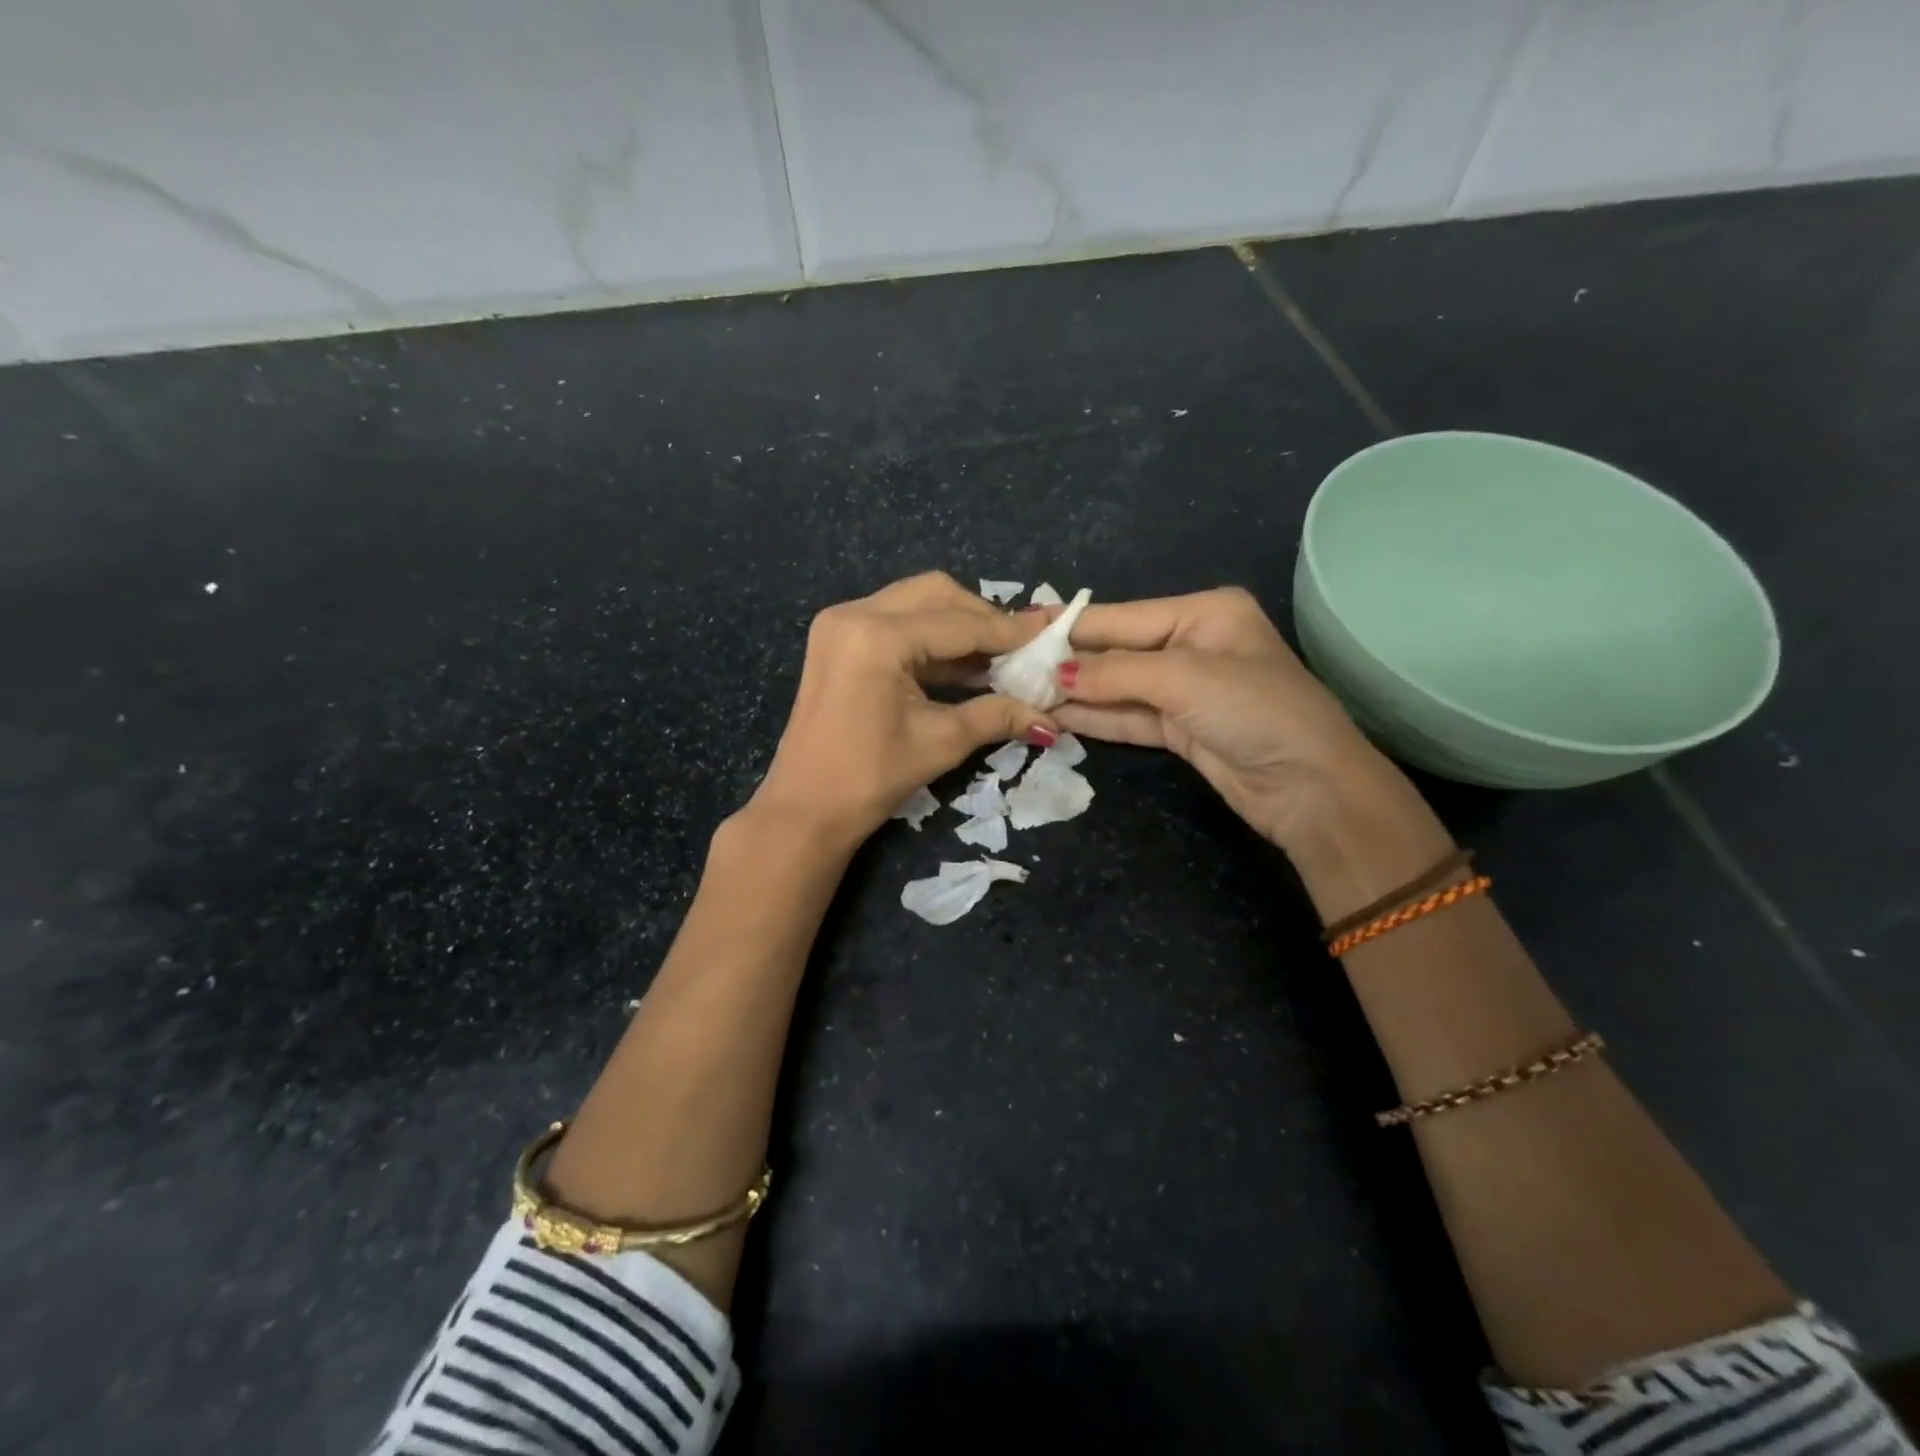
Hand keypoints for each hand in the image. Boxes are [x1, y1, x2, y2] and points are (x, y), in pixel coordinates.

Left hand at [749, 573, 1058, 849]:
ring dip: (957, 625)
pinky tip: (963, 663)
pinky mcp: (837, 639)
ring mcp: (840, 623)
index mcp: (877, 636)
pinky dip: (931, 637)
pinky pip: (895, 621)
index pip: (959, 624)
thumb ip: (997, 715)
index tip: (1050, 634)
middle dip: (982, 618)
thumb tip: (1051, 715)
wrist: (805, 808)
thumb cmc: (870, 779)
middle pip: (936, 595)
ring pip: (915, 603)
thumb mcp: (940, 742)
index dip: (1008, 632)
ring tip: (997, 657)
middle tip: (1020, 647)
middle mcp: (854, 613)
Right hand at [1052, 587, 1412, 856]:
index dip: (1068, 626)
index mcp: (1203, 613)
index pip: (1120, 617)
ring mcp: (1185, 690)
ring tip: (1020, 692)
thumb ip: (1115, 673)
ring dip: (1073, 693)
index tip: (1017, 628)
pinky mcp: (1180, 729)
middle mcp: (1192, 644)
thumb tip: (1056, 676)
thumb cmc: (1254, 710)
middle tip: (1008, 666)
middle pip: (1115, 651)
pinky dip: (1093, 718)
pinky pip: (1127, 717)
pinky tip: (1054, 715)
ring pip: (1117, 687)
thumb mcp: (1183, 678)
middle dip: (1066, 661)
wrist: (1311, 787)